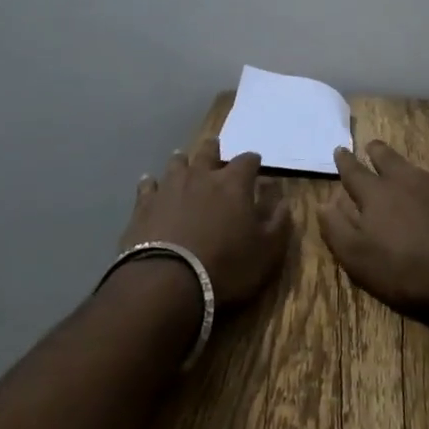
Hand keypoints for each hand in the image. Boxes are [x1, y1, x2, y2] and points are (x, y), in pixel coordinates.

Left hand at [120, 137, 291, 306]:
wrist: (168, 280)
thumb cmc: (225, 266)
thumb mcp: (266, 251)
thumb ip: (278, 222)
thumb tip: (284, 200)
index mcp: (233, 184)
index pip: (247, 161)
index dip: (253, 161)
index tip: (256, 164)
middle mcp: (201, 176)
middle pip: (208, 152)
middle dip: (214, 150)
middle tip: (216, 147)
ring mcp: (169, 187)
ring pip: (177, 163)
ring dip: (182, 161)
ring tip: (183, 160)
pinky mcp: (144, 204)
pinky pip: (148, 185)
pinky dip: (151, 183)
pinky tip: (149, 183)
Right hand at [321, 140, 428, 313]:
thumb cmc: (407, 269)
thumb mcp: (359, 258)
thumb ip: (337, 229)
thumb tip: (323, 203)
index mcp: (374, 194)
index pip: (354, 172)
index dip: (344, 162)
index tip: (339, 150)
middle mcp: (403, 182)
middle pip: (386, 158)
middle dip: (375, 152)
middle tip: (370, 146)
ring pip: (410, 168)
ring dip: (399, 163)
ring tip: (396, 166)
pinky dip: (422, 182)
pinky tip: (426, 193)